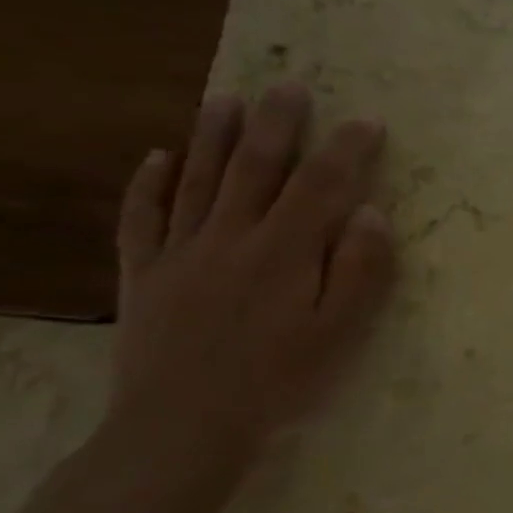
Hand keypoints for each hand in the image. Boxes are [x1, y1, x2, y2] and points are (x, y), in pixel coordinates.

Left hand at [105, 82, 396, 470]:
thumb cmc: (279, 378)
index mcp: (284, 252)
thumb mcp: (339, 331)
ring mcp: (180, 252)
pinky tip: (158, 157)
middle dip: (276, 124)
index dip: (346, 149)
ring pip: (197, 181)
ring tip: (226, 98)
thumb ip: (359, 269)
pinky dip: (149, 184)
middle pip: (255, 168)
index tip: (367, 121)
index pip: (321, 185)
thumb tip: (370, 212)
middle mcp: (230, 238)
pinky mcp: (144, 274)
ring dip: (212, 136)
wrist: (183, 426)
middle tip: (289, 86)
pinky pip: (141, 218)